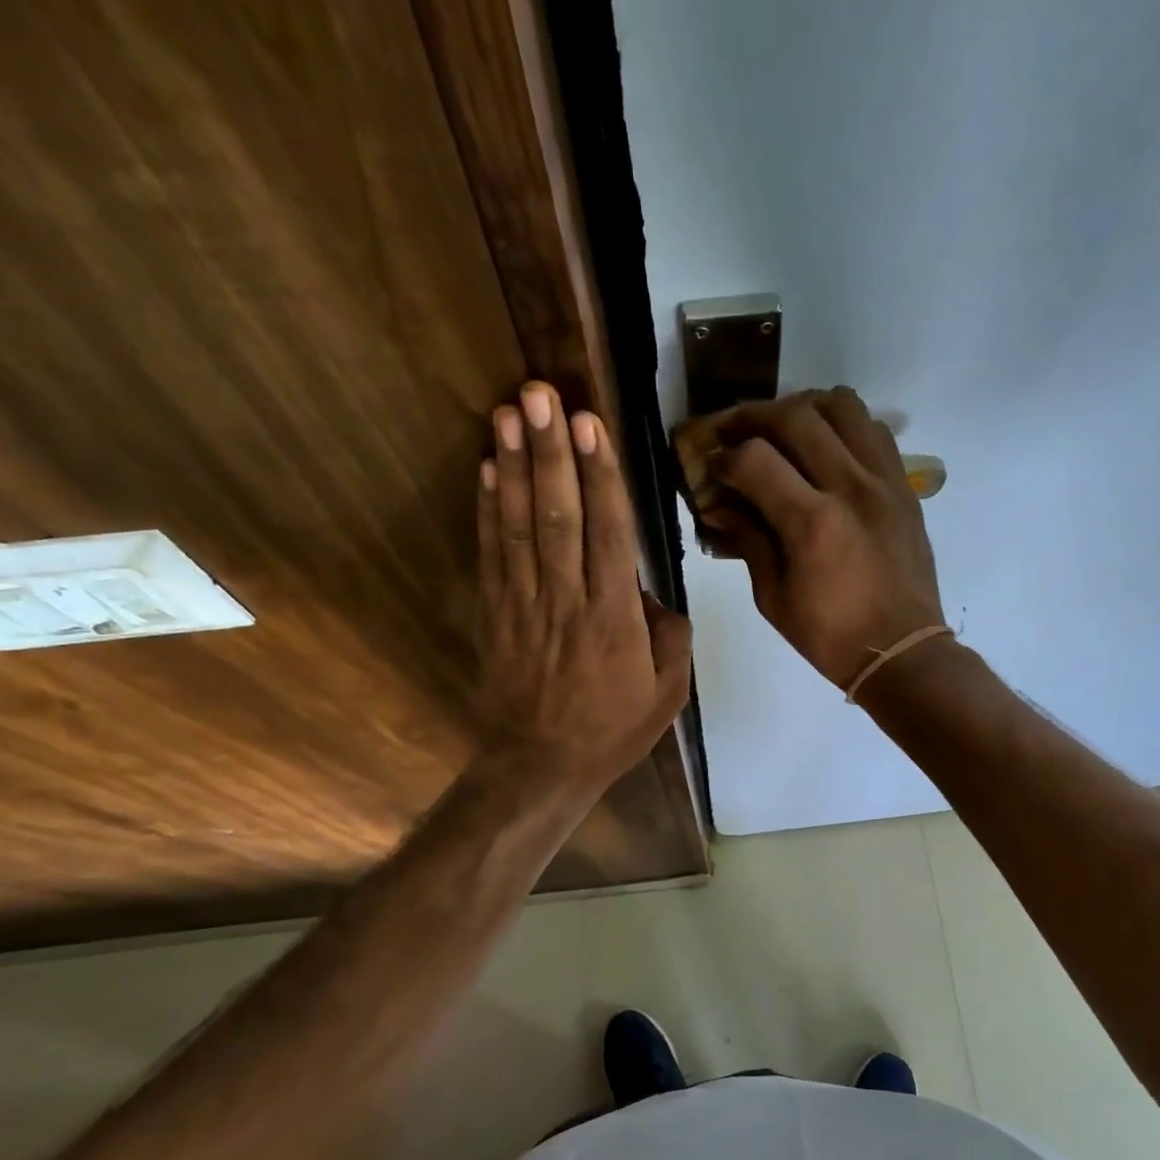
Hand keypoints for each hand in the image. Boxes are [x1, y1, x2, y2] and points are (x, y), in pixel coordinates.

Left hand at [476, 382, 692, 793]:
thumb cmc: (612, 730)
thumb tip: (652, 595)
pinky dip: (488, 510)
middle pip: (559, 516)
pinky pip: (492, 554)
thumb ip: (671, 637)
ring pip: (521, 526)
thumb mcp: (668, 694)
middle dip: (551, 452)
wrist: (542, 765)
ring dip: (516, 466)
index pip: (608, 533)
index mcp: (614, 619)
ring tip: (509, 412)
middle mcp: (567, 601)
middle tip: (540, 394)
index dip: (599, 475)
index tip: (590, 424)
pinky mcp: (495, 614)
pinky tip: (489, 469)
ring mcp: (524, 605)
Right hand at [700, 388, 946, 689]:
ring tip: (781, 429)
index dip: (724, 457)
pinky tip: (825, 446)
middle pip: (796, 416)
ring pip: (842, 406)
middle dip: (753, 417)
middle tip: (732, 432)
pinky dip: (842, 425)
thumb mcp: (773, 598)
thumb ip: (748, 541)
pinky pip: (872, 430)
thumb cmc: (830, 636)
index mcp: (812, 523)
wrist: (902, 651)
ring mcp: (884, 480)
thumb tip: (719, 505)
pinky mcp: (903, 486)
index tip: (712, 468)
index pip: (755, 459)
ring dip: (802, 407)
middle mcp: (851, 487)